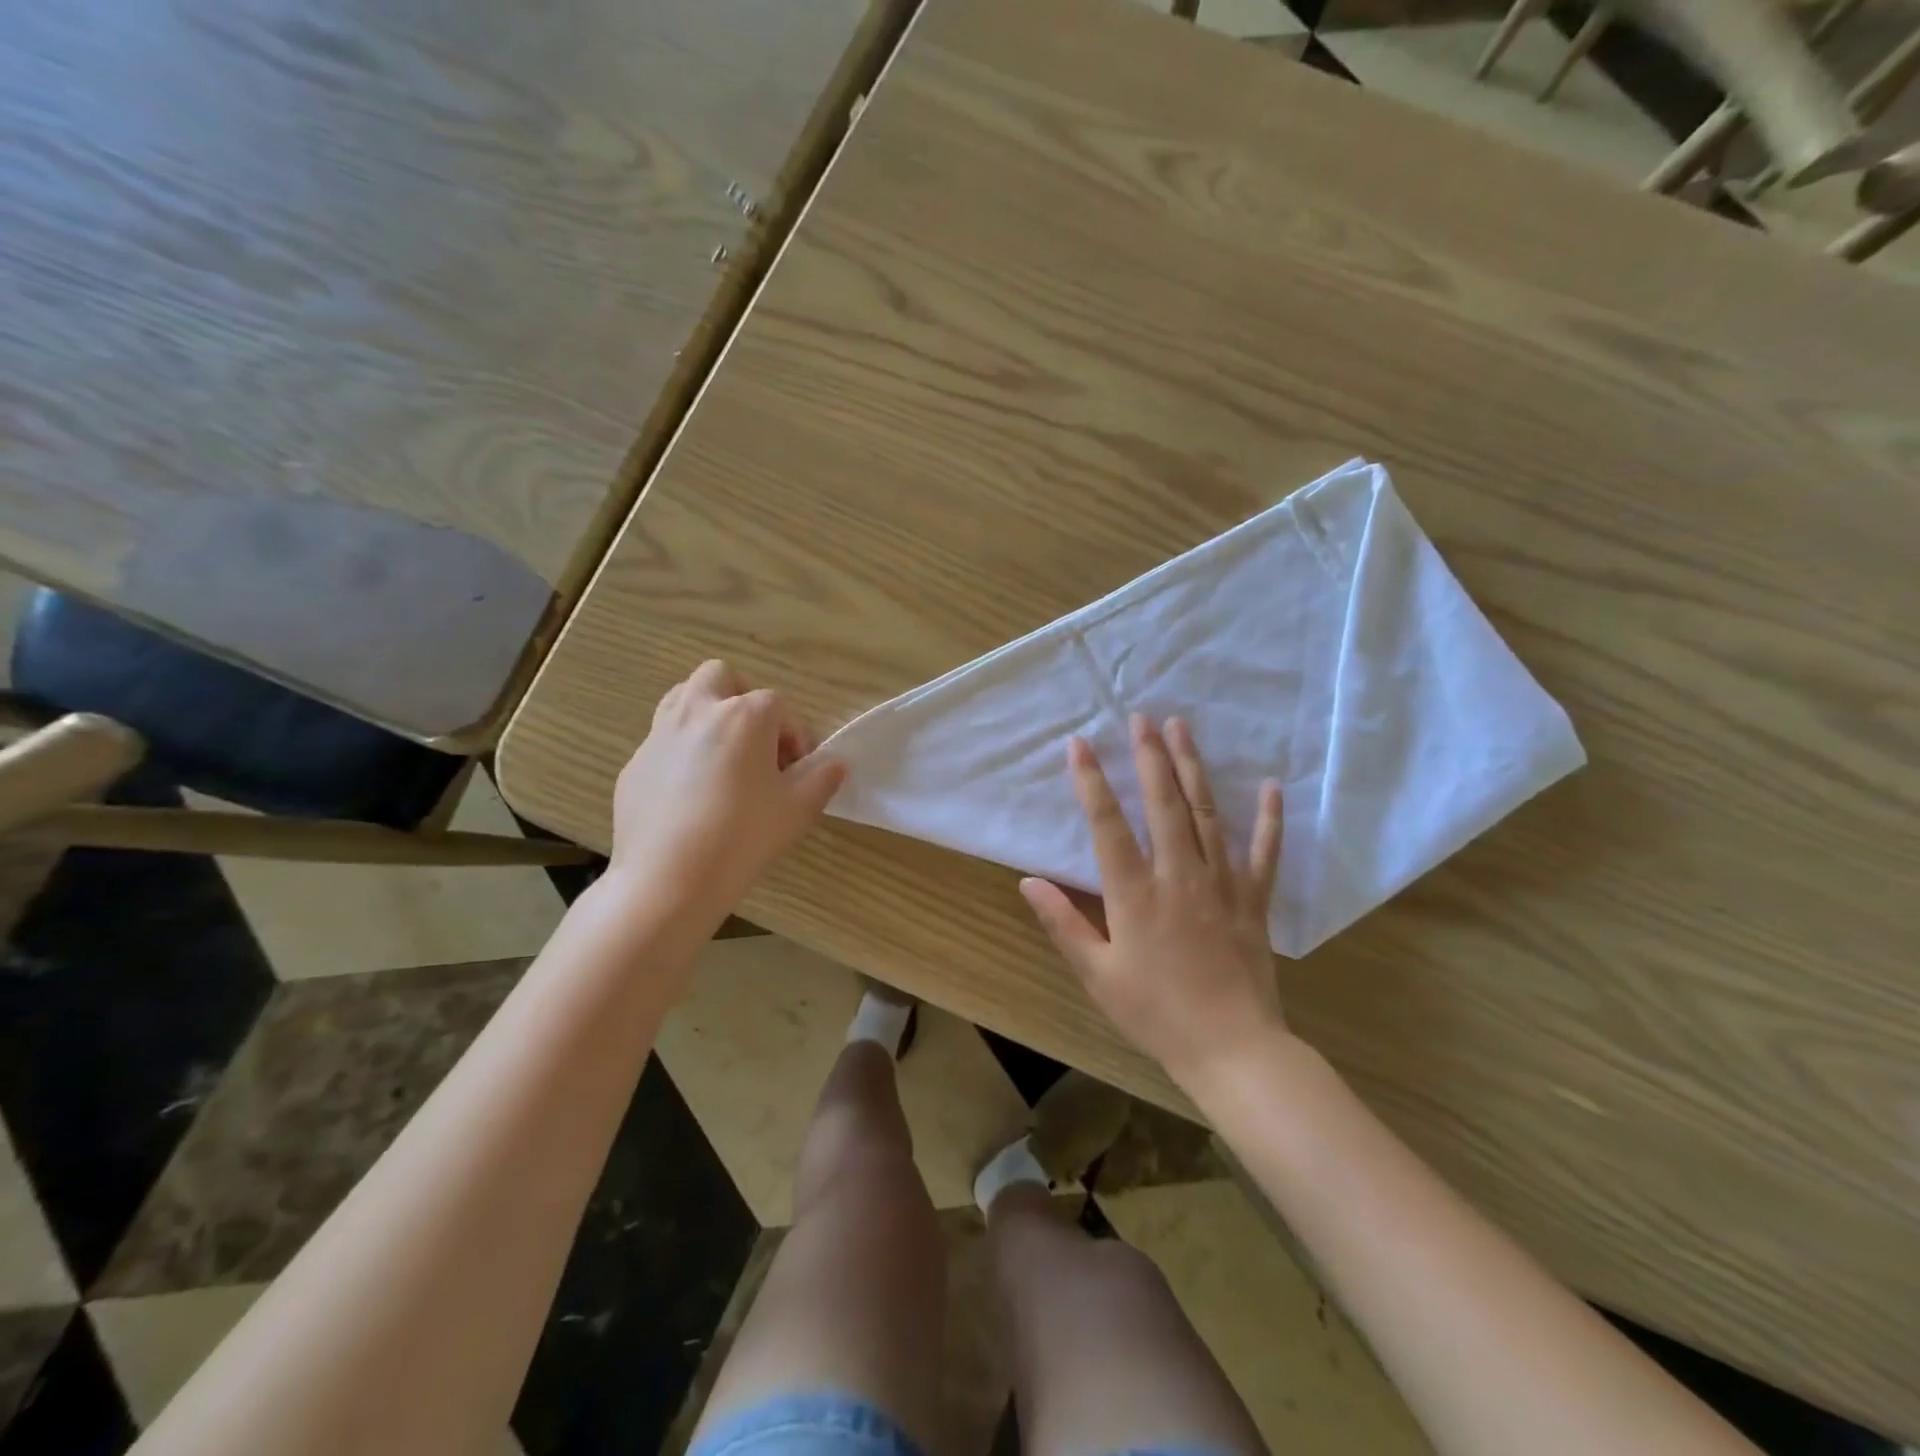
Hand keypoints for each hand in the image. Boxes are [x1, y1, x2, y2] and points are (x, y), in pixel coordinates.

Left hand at [607, 661, 845, 929]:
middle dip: (743, 700)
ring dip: (708, 715)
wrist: (668, 880)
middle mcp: (698, 712)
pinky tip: (690, 796)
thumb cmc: (743, 838)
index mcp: (744, 716)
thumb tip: (834, 763)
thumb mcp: (798, 810)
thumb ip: (823, 778)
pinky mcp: (635, 765)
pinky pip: (663, 742)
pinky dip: (682, 753)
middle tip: (757, 744)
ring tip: (723, 759)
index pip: (780, 706)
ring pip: (683, 698)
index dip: (796, 736)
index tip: (798, 770)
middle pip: (722, 677)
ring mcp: (659, 735)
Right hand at [1021, 714, 1286, 1089]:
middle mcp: (1178, 875)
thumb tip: (1028, 881)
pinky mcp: (1254, 900)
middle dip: (1149, 756)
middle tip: (1141, 718)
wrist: (1232, 1049)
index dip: (1091, 782)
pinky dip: (1269, 819)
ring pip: (1206, 814)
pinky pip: (1264, 852)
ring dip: (1192, 768)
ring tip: (1182, 729)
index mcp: (1135, 893)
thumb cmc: (1156, 1013)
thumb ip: (1063, 923)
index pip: (1107, 825)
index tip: (1080, 744)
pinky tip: (1271, 787)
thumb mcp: (1097, 975)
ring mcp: (1222, 884)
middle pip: (1163, 804)